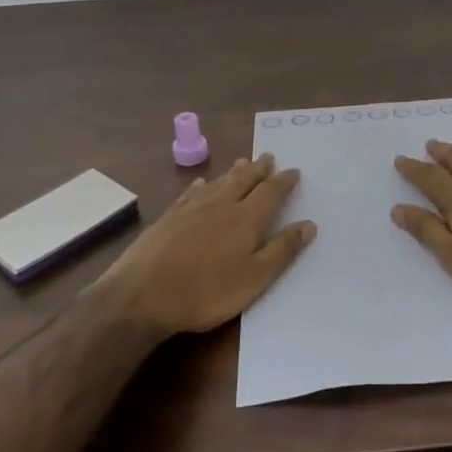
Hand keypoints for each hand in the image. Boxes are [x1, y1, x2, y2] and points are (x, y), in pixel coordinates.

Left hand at [99, 154, 315, 337]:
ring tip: (243, 162)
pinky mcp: (167, 217)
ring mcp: (190, 209)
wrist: (142, 295)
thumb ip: (282, 250)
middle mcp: (220, 205)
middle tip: (268, 156)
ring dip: (233, 172)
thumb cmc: (206, 292)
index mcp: (245, 219)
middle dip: (259, 169)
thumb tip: (309, 224)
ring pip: (218, 182)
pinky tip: (200, 184)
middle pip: (244, 180)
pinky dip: (200, 186)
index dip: (284, 181)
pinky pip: (190, 193)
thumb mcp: (254, 278)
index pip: (270, 193)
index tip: (294, 171)